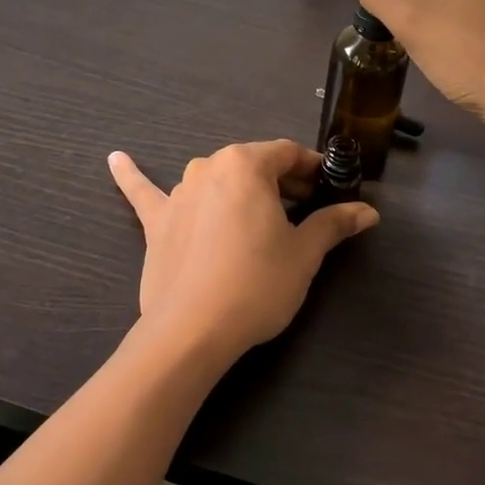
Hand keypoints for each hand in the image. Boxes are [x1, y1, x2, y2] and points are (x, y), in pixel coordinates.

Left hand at [107, 140, 378, 364]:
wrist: (193, 330)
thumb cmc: (257, 283)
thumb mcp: (304, 253)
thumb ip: (333, 223)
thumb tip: (369, 211)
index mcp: (246, 164)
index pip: (288, 153)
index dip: (313, 169)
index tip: (329, 188)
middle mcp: (208, 166)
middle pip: (253, 165)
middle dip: (281, 182)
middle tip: (305, 210)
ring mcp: (178, 192)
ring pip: (216, 181)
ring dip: (238, 190)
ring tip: (257, 213)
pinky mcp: (156, 222)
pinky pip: (145, 193)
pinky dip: (132, 175)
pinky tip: (115, 159)